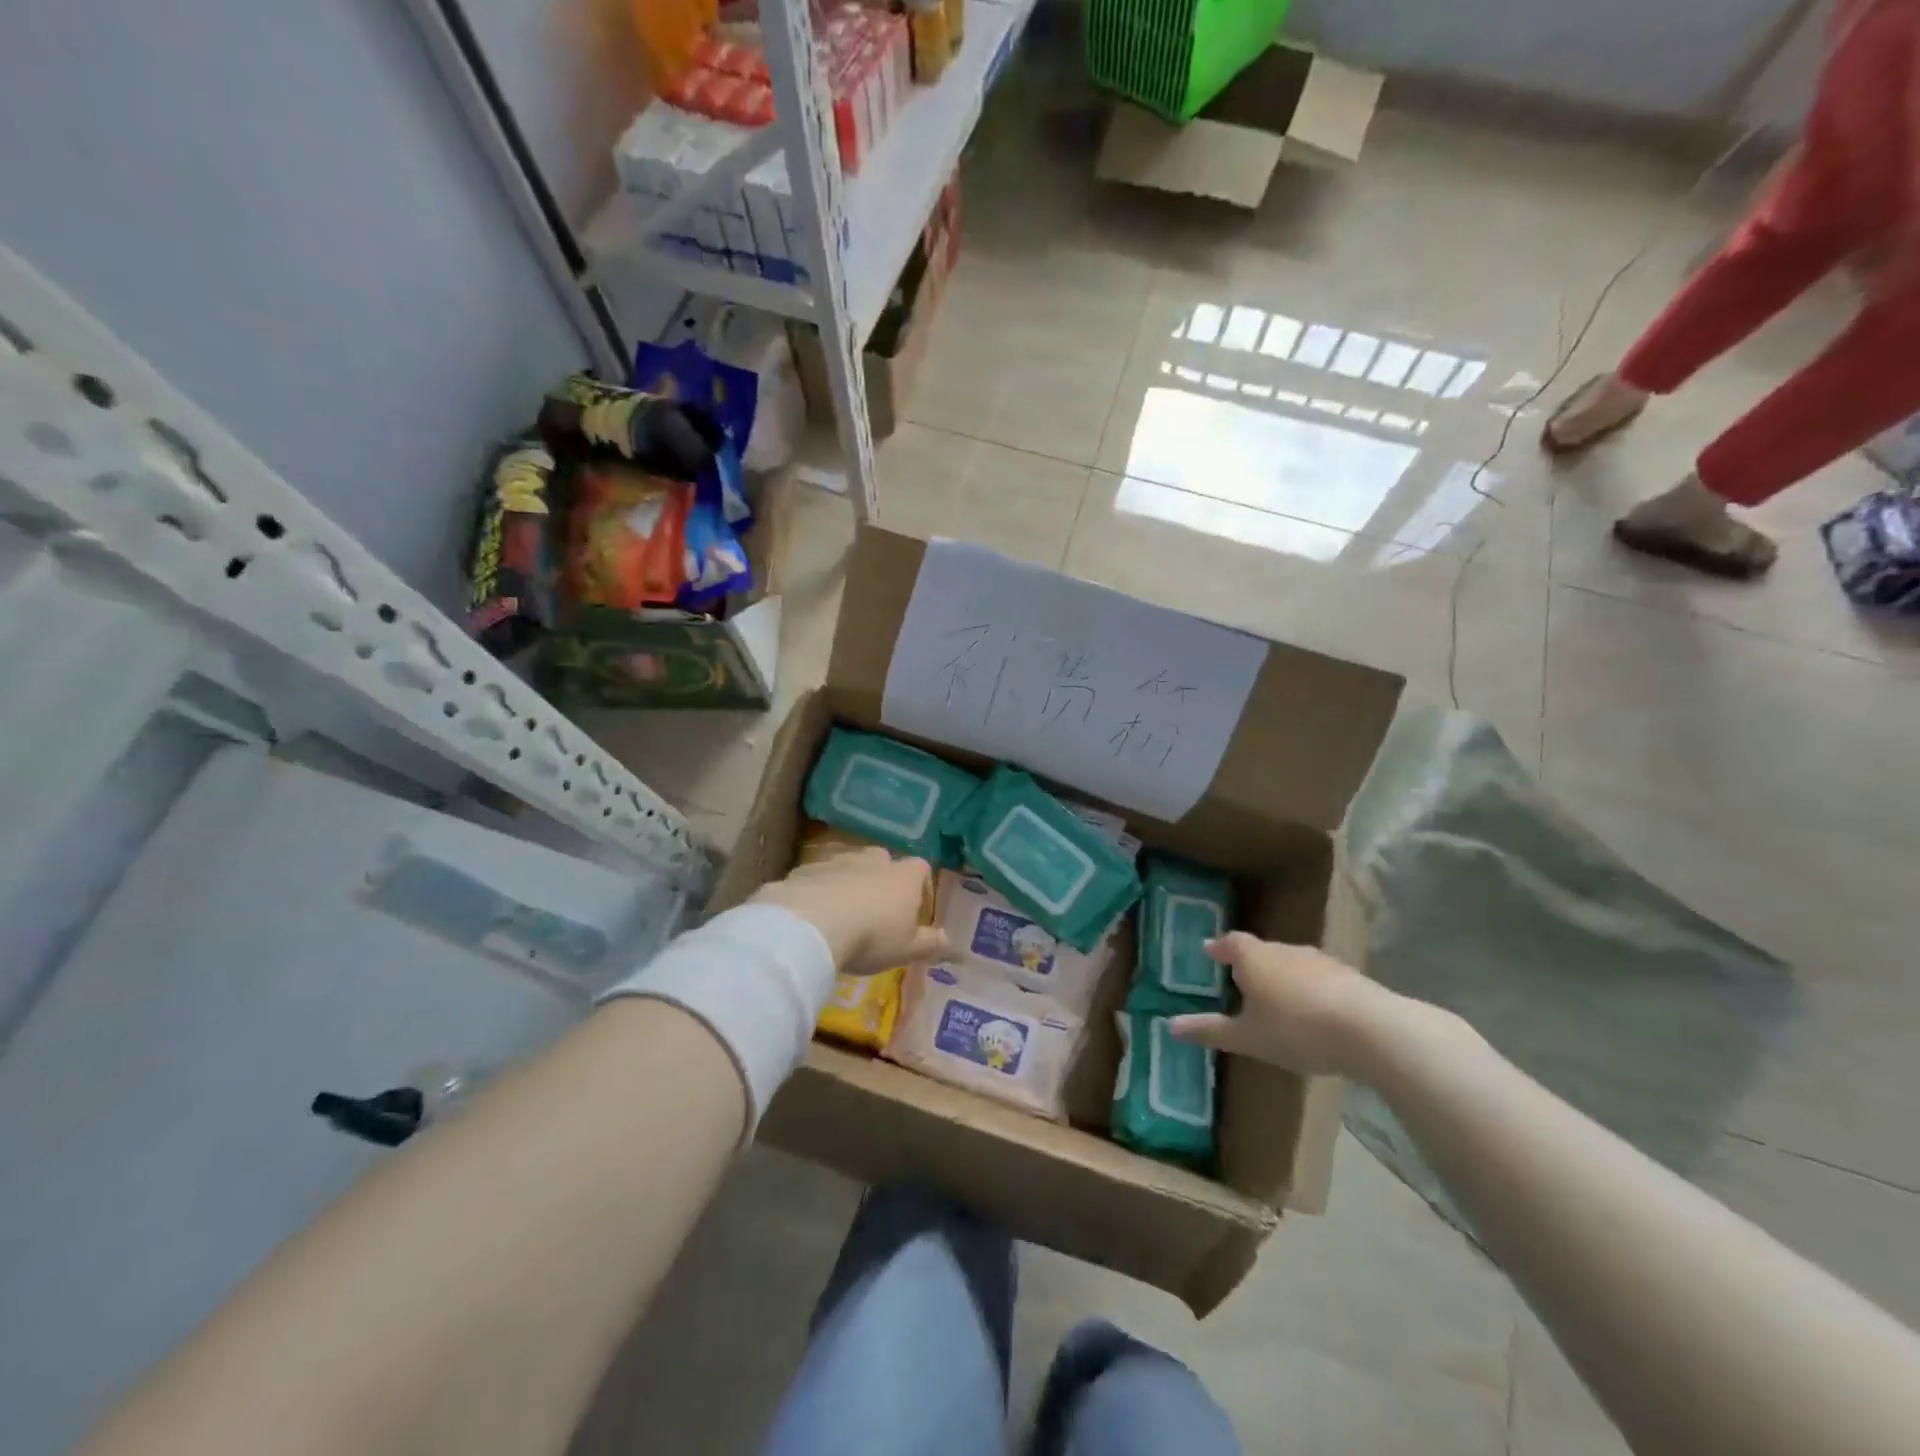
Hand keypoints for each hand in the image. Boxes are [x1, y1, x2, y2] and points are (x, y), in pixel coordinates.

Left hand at [750, 847, 946, 976]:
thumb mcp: (907, 949)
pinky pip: (820, 875)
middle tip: (878, 909)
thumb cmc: (871, 937)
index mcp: (903, 876)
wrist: (811, 925)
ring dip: (850, 882)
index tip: (916, 909)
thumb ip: (931, 943)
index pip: (922, 867)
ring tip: (844, 912)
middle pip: (884, 860)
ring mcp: (839, 860)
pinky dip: (821, 888)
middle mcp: (874, 860)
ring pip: (850, 865)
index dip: (922, 886)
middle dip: (883, 879)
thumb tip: (951, 940)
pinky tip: (814, 913)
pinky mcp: (808, 868)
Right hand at [1168, 932, 1392, 1076]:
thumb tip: (1170, 1026)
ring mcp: (1319, 960)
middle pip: (1260, 951)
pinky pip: (1318, 978)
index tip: (1209, 953)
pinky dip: (1309, 991)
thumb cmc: (1296, 1029)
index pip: (1230, 943)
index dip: (1219, 949)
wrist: (1371, 1030)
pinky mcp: (1348, 977)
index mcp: (1253, 957)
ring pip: (1291, 964)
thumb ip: (1211, 1030)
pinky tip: (1312, 1014)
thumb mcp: (1248, 1037)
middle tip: (1239, 982)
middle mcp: (1284, 950)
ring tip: (1275, 1000)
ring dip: (1281, 978)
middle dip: (1249, 965)